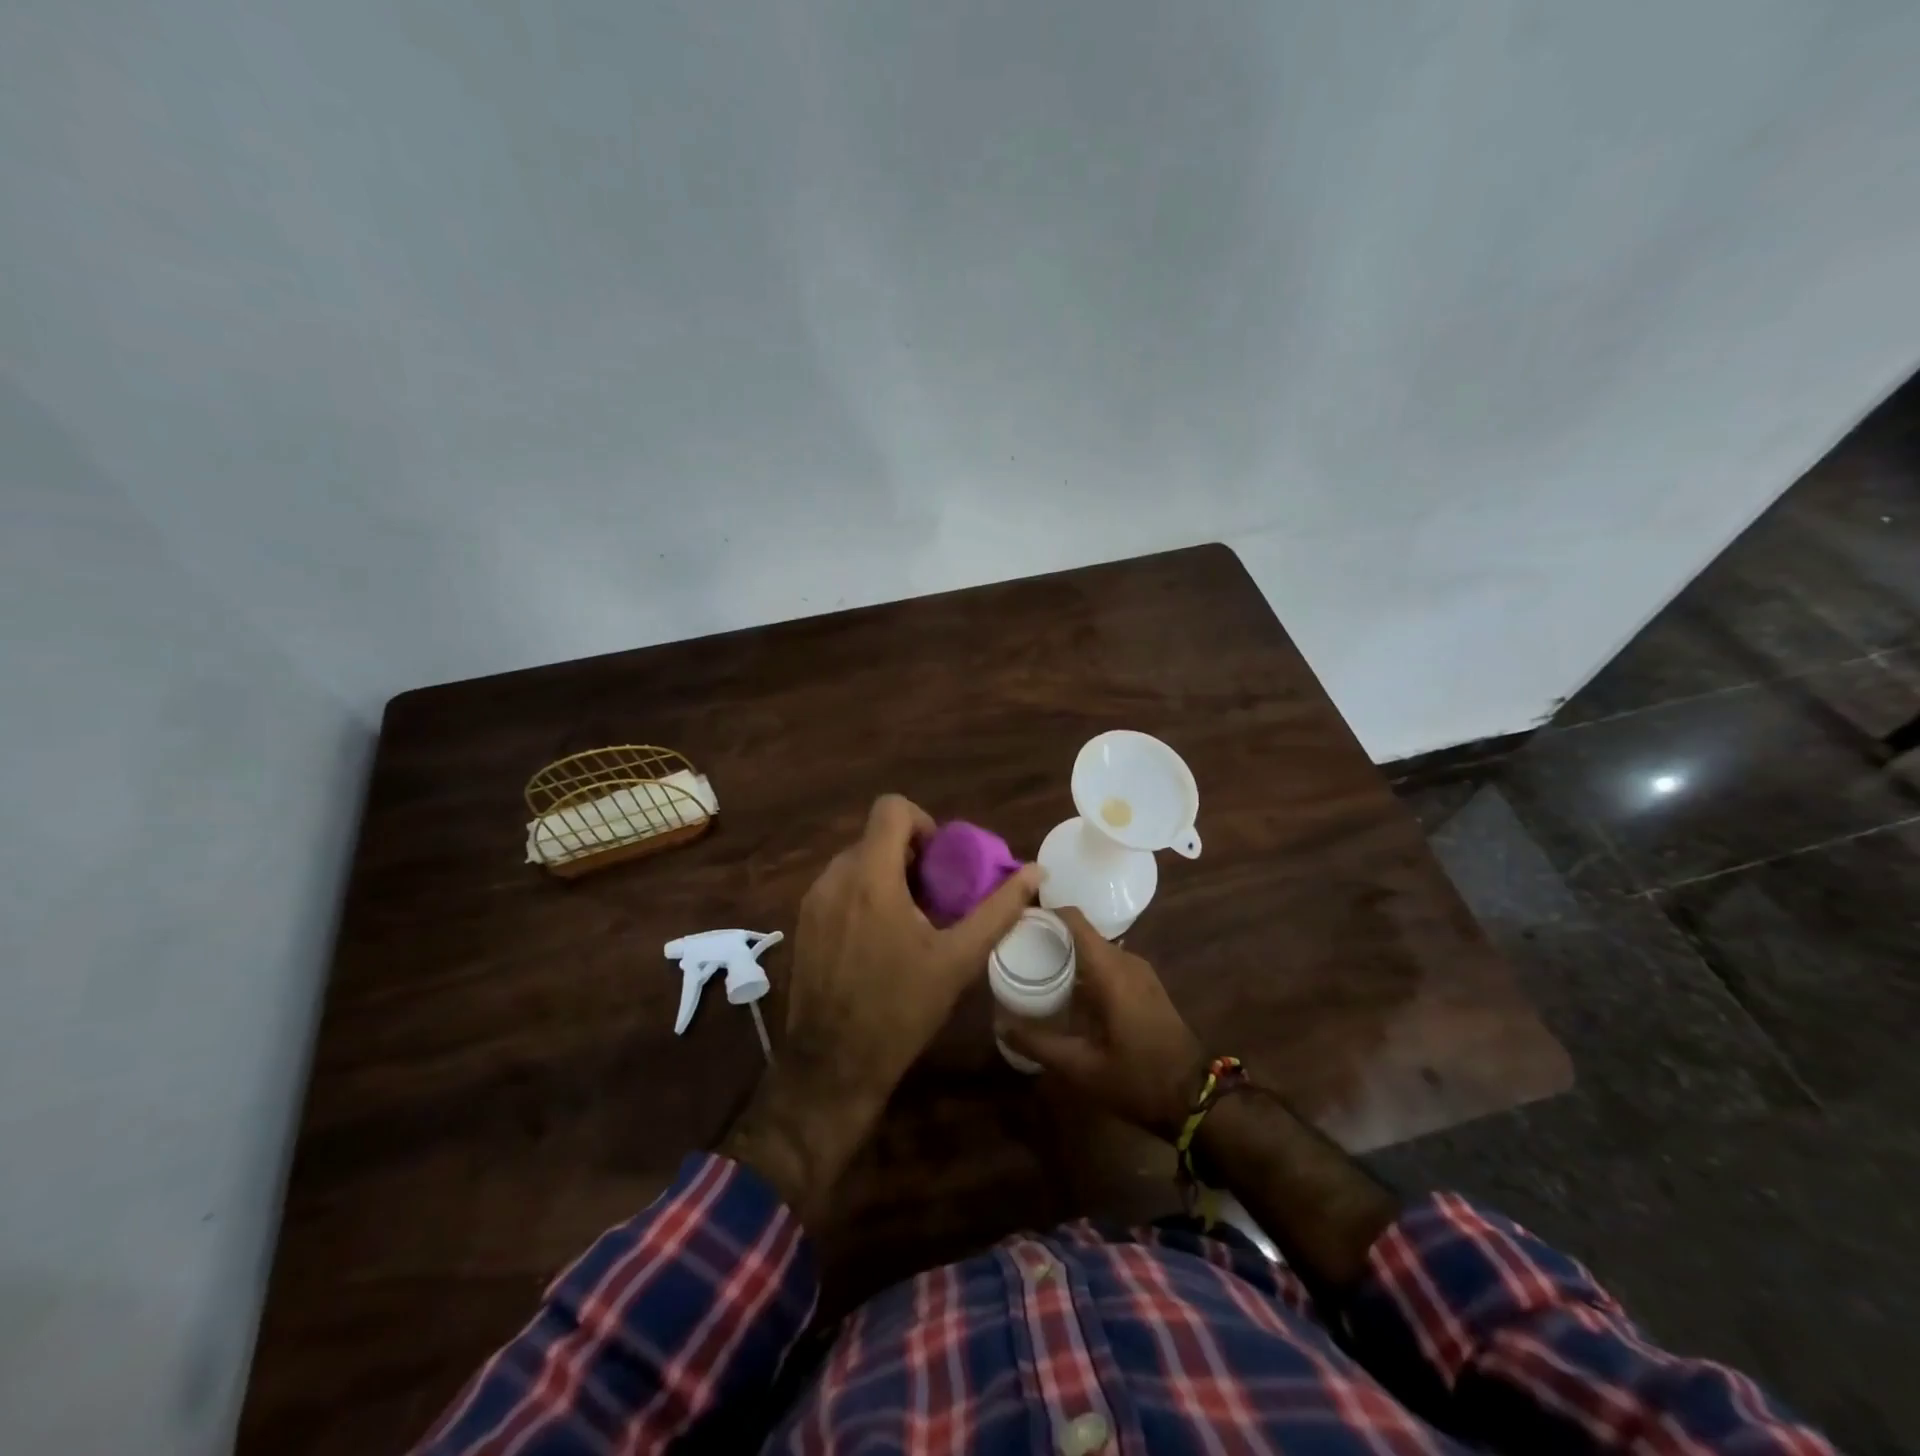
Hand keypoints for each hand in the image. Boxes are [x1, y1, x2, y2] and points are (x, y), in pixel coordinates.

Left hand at [721, 795, 1039, 1222]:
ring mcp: (813, 901)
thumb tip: (1035, 872)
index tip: (943, 861)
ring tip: (912, 920)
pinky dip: (864, 895)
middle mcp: (834, 878)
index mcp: (870, 877)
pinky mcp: (803, 923)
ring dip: (888, 876)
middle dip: (911, 856)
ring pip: (857, 862)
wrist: (833, 1065)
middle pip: (876, 837)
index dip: (923, 823)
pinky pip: (839, 887)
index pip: (891, 808)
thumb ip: (998, 909)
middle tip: (937, 896)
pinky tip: (881, 939)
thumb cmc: (901, 1008)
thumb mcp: (958, 958)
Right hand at [999, 908, 1207, 1140]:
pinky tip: (1065, 990)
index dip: (1043, 913)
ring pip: (1095, 948)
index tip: (1014, 922)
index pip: (1074, 920)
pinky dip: (1084, 967)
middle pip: (1081, 932)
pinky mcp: (1145, 985)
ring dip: (1066, 953)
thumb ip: (1038, 1043)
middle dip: (1048, 936)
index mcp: (1110, 970)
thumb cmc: (1138, 1078)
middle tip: (1015, 950)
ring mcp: (1139, 971)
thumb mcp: (1081, 1067)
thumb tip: (999, 1025)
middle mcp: (1126, 960)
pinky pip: (1107, 962)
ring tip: (1033, 968)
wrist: (1196, 1098)